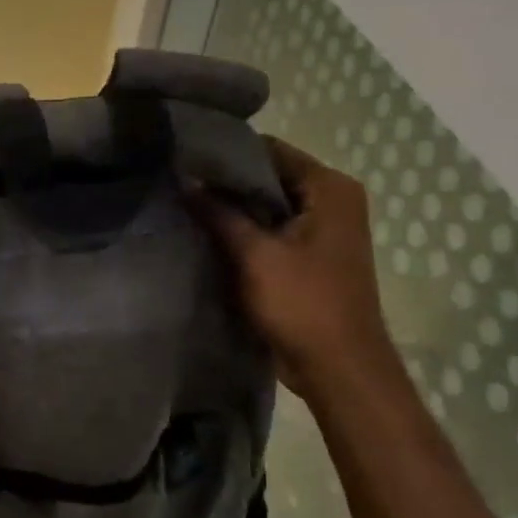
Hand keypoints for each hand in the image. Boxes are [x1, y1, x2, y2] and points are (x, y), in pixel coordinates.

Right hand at [193, 137, 398, 399]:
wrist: (338, 368)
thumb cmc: (303, 304)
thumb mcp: (254, 254)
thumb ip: (218, 213)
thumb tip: (184, 179)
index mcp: (330, 189)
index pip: (271, 150)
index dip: (227, 153)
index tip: (185, 158)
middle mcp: (332, 201)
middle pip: (269, 176)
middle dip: (227, 182)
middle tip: (179, 182)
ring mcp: (323, 230)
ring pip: (268, 204)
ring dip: (233, 208)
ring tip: (185, 205)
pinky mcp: (310, 256)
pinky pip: (272, 230)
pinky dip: (244, 231)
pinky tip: (207, 233)